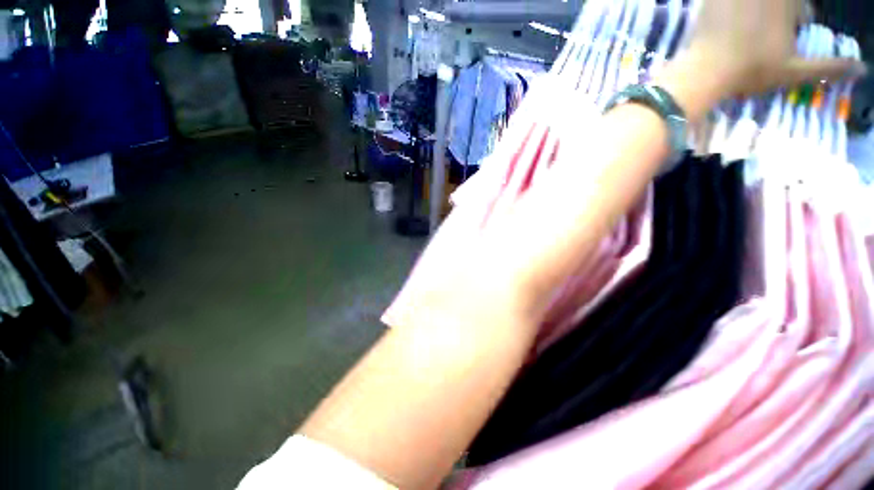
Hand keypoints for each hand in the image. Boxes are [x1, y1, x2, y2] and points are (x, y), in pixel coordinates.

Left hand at [686, 0, 865, 97]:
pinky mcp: (709, 0)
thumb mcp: (795, 72)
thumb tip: (863, 69)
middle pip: (779, 2)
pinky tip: (728, 24)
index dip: (799, 17)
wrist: (703, 71)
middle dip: (781, 12)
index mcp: (787, 3)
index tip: (794, 31)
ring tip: (749, 29)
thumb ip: (828, 67)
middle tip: (771, 33)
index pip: (801, 6)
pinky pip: (724, 1)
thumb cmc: (751, 71)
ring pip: (752, 1)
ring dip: (755, 9)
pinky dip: (729, 7)